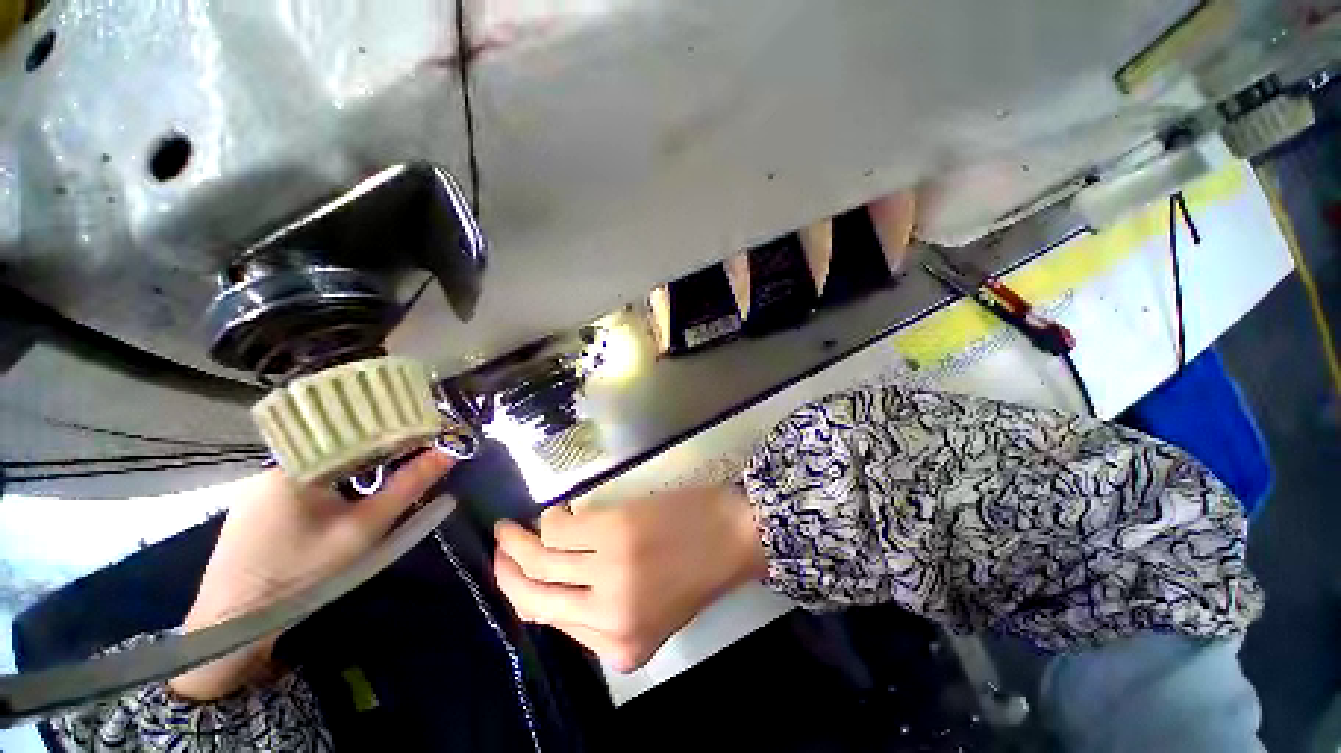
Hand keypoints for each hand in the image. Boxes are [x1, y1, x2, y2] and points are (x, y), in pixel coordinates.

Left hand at [170, 450, 455, 699]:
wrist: (232, 628)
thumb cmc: (301, 575)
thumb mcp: (364, 531)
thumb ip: (407, 487)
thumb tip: (449, 453)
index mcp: (295, 465)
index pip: (354, 433)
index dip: (395, 433)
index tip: (428, 436)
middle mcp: (272, 468)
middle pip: (337, 448)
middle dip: (378, 453)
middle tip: (414, 460)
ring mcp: (258, 488)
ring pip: (321, 467)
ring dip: (355, 471)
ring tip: (387, 480)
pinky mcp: (254, 509)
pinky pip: (304, 484)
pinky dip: (333, 486)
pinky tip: (346, 505)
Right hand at [493, 486, 766, 671]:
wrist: (733, 535)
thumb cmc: (696, 570)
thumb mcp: (651, 612)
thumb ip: (604, 612)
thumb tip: (558, 584)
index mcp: (618, 647)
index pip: (551, 623)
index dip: (525, 596)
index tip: (514, 573)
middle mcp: (607, 617)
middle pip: (533, 596)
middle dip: (506, 570)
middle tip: (498, 545)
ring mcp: (609, 571)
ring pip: (541, 558)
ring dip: (519, 539)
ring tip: (513, 524)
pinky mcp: (614, 530)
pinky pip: (563, 526)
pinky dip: (551, 517)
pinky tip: (554, 511)